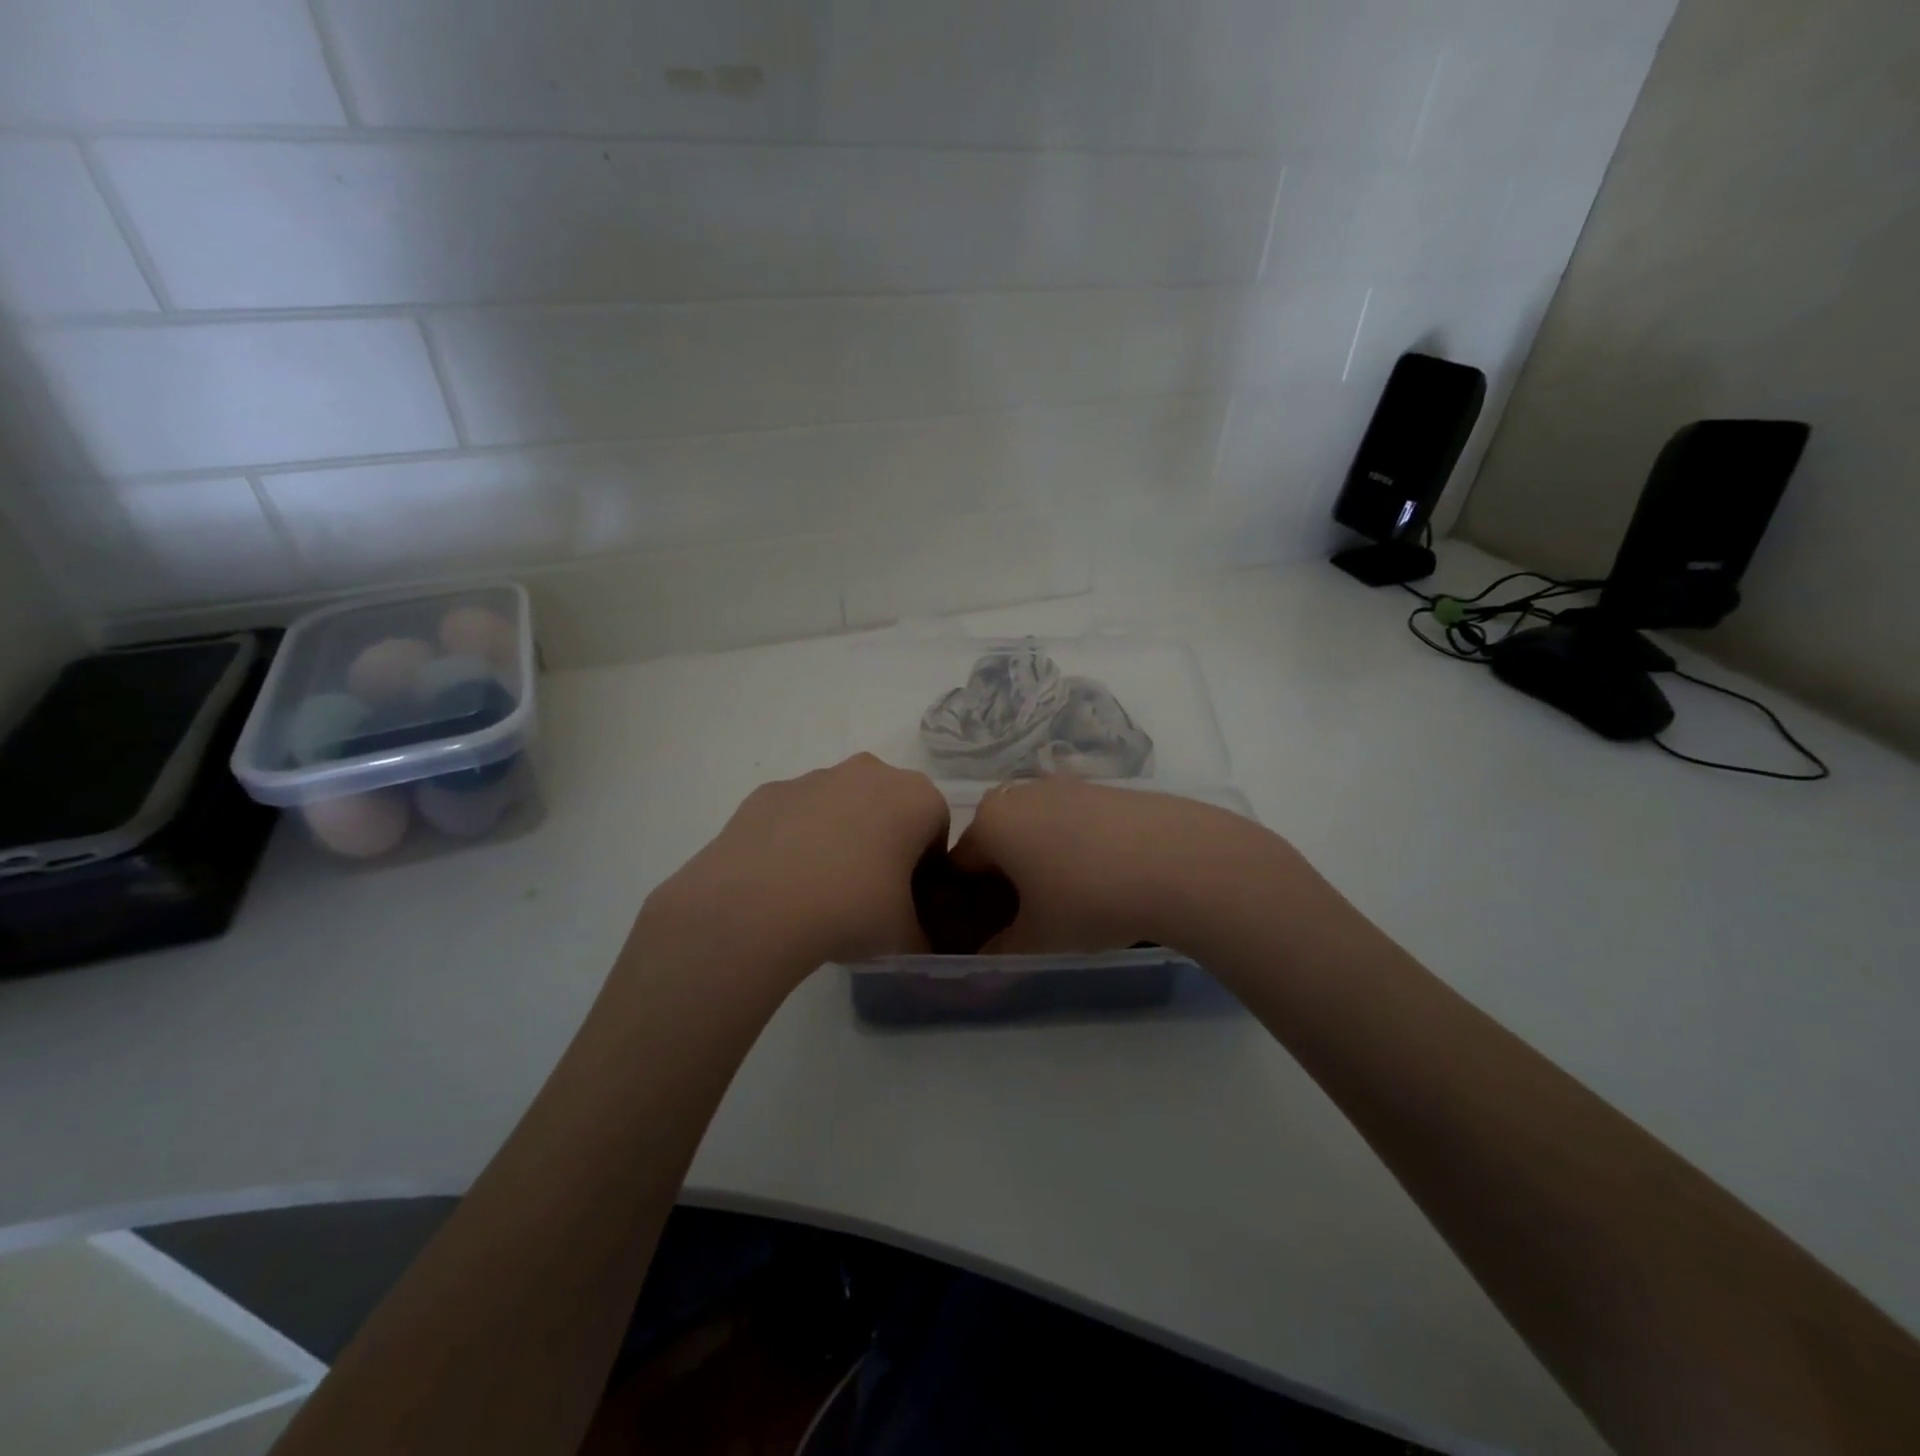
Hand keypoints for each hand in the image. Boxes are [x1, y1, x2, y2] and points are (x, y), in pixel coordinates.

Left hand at [638, 755, 948, 978]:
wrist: (759, 905)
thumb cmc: (852, 908)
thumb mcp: (904, 937)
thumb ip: (921, 936)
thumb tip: (917, 946)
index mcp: (917, 798)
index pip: (936, 829)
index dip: (926, 867)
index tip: (908, 900)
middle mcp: (871, 772)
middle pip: (889, 807)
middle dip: (884, 842)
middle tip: (868, 893)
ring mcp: (816, 777)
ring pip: (841, 805)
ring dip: (840, 836)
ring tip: (820, 890)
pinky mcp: (770, 791)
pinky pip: (797, 814)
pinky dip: (797, 838)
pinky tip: (784, 880)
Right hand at [951, 777, 1292, 955]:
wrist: (1179, 862)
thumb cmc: (1089, 899)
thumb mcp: (1037, 939)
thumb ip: (999, 951)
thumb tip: (983, 959)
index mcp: (992, 821)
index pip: (958, 863)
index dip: (964, 902)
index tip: (981, 930)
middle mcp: (1021, 793)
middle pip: (997, 840)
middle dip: (1002, 877)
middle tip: (1025, 917)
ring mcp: (1065, 785)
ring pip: (1035, 827)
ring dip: (1038, 859)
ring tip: (1067, 899)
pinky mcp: (1104, 788)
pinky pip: (1071, 820)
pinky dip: (1073, 845)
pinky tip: (1102, 876)